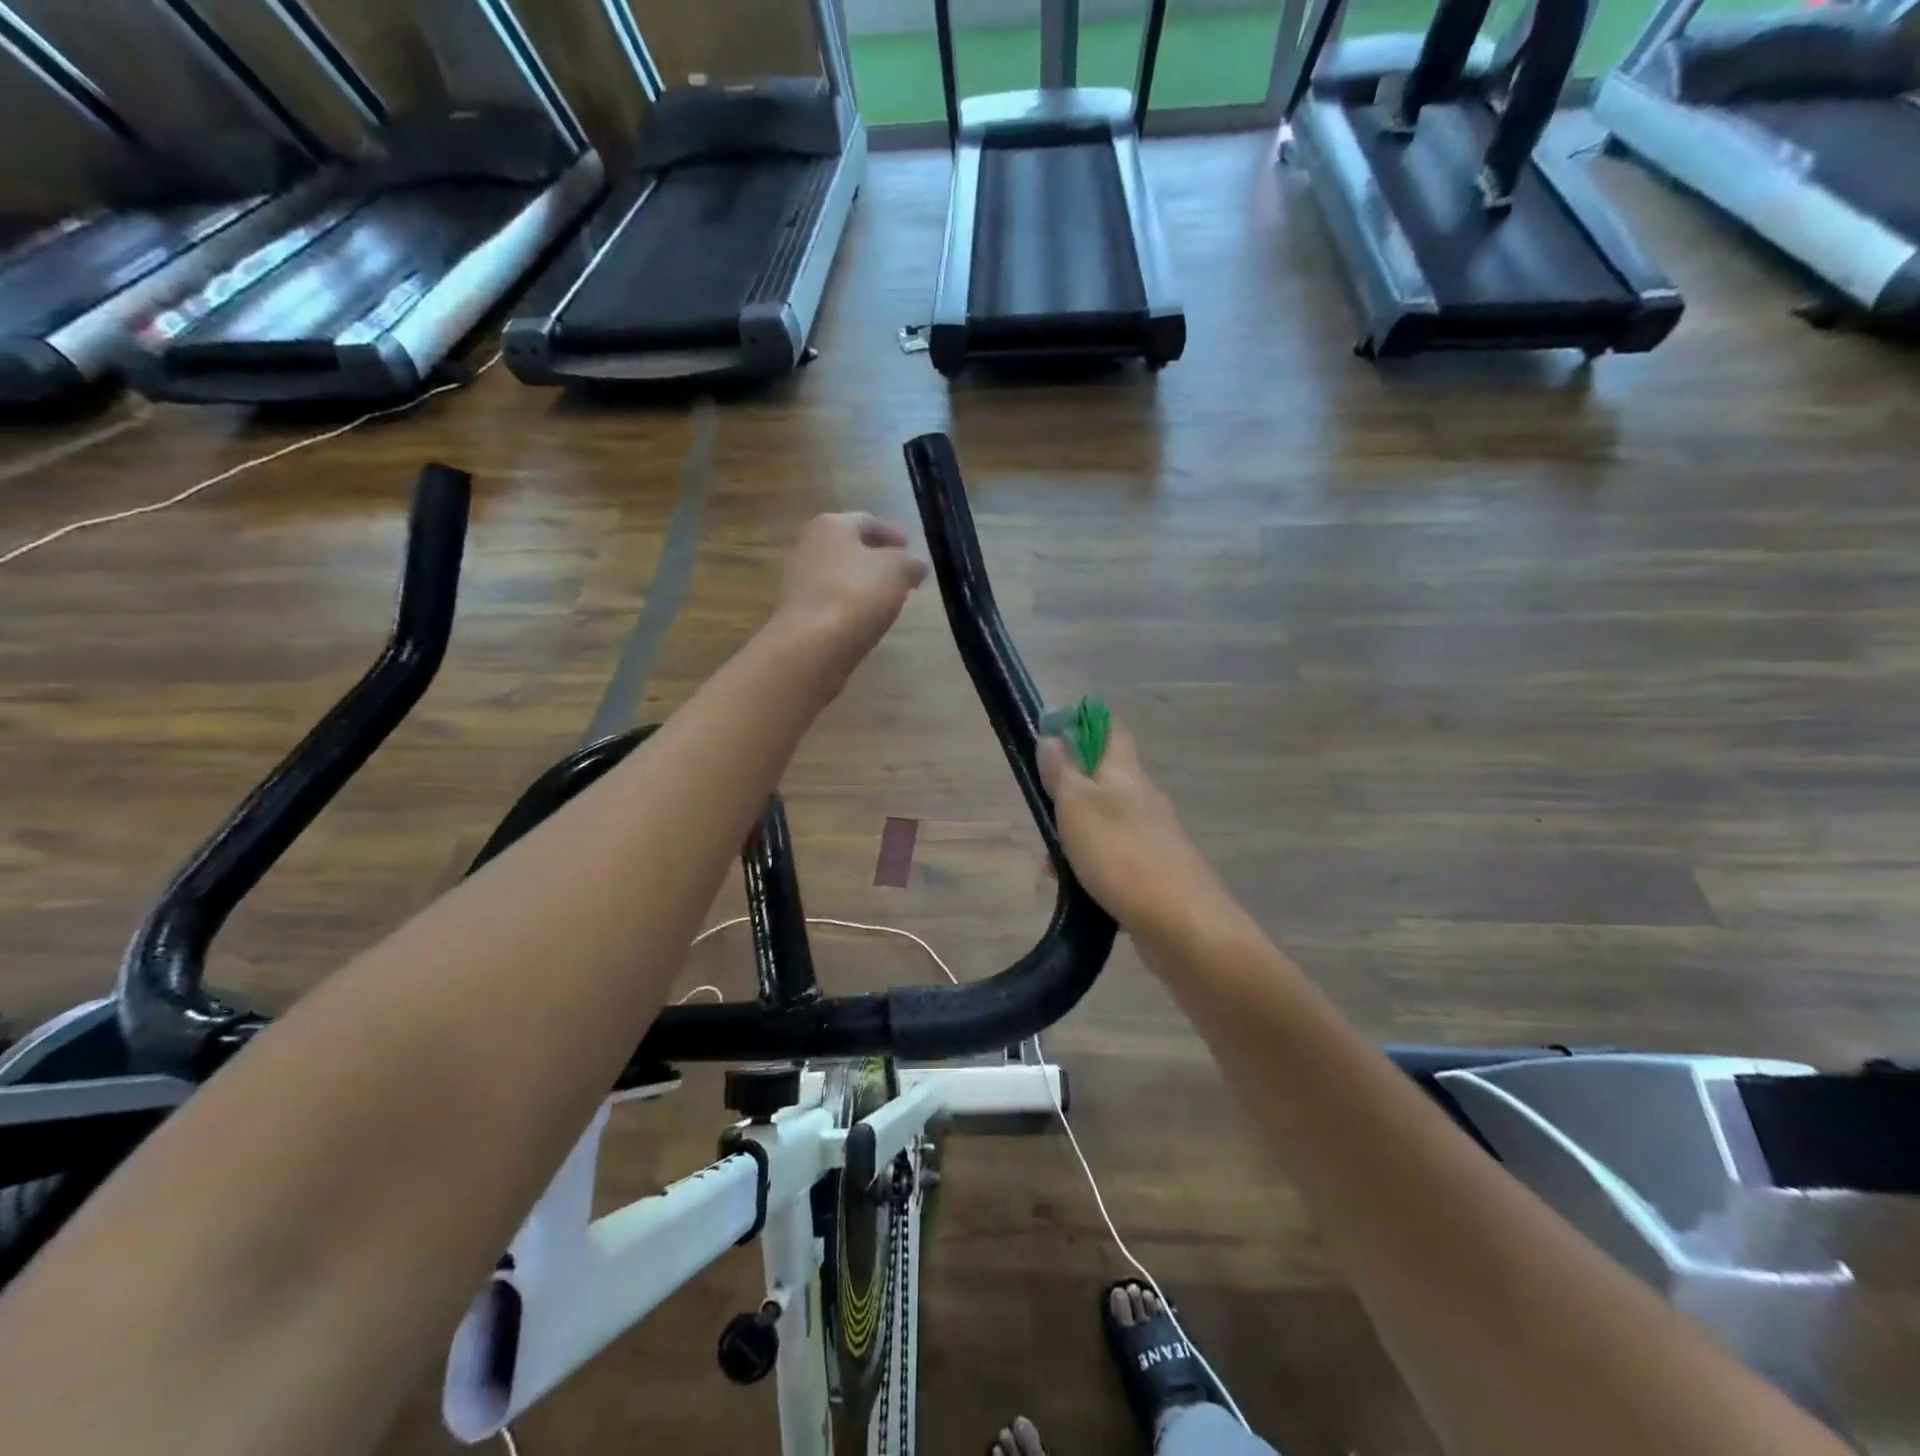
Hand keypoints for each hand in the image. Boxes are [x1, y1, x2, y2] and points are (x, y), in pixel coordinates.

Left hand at [777, 512, 928, 667]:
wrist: (812, 644)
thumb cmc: (858, 594)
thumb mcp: (899, 572)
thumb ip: (911, 563)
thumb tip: (916, 565)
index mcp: (831, 524)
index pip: (867, 521)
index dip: (892, 533)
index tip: (910, 547)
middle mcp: (808, 544)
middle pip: (849, 546)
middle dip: (876, 557)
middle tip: (900, 572)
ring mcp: (798, 578)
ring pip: (838, 573)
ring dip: (862, 581)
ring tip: (886, 596)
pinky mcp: (797, 609)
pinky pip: (830, 598)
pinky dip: (848, 602)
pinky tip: (864, 616)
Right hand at [1038, 718, 1228, 943]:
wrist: (1183, 927)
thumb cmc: (1122, 857)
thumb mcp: (1078, 809)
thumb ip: (1062, 773)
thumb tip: (1050, 737)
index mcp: (1127, 773)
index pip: (1111, 728)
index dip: (1082, 723)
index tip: (1050, 734)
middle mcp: (1144, 798)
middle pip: (1104, 777)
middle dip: (1069, 790)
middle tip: (1040, 808)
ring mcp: (1153, 837)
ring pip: (1105, 821)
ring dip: (1075, 833)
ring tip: (1047, 862)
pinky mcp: (1155, 872)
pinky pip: (1114, 856)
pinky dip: (1090, 865)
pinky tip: (1073, 888)